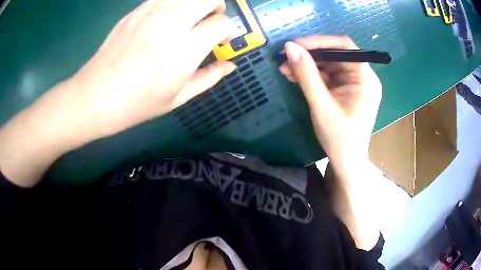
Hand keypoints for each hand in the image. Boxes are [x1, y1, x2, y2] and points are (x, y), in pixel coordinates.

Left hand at [71, 0, 235, 139]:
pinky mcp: (135, 11)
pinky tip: (166, 19)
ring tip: (189, 18)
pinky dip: (174, 4)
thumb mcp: (177, 98)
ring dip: (196, 3)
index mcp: (184, 51)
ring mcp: (150, 13)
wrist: (95, 96)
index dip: (228, 31)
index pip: (222, 23)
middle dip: (217, 7)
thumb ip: (209, 78)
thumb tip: (230, 65)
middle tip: (210, 21)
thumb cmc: (136, 104)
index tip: (221, 41)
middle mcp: (170, 24)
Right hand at [279, 36, 380, 173]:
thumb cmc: (339, 138)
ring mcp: (354, 84)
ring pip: (329, 65)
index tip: (296, 44)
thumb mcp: (321, 104)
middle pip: (335, 55)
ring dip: (307, 66)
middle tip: (285, 59)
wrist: (346, 163)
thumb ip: (306, 74)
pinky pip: (328, 77)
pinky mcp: (346, 91)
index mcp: (365, 78)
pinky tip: (295, 77)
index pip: (345, 47)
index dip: (320, 41)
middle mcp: (362, 77)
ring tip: (285, 70)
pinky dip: (312, 76)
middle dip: (309, 56)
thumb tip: (289, 47)